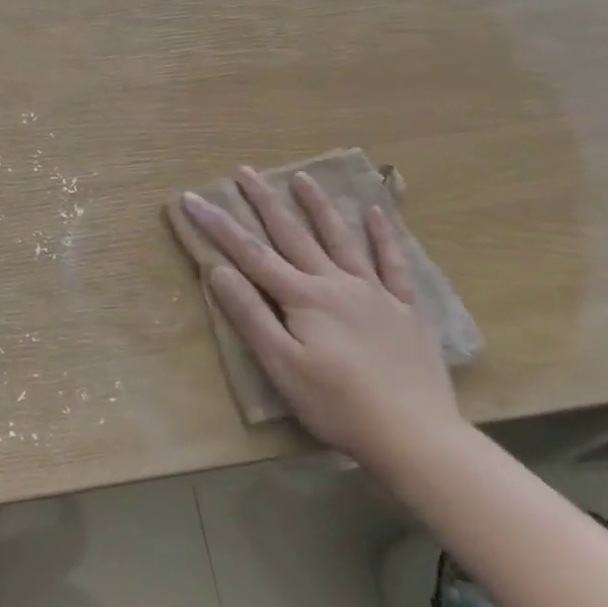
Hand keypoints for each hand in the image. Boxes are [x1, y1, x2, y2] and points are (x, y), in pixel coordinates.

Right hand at [184, 169, 462, 470]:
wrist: (415, 435)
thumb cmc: (336, 404)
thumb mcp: (281, 365)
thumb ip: (250, 315)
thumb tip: (219, 270)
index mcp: (302, 298)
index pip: (249, 253)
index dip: (218, 224)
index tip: (193, 197)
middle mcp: (336, 283)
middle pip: (293, 234)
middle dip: (265, 201)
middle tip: (245, 171)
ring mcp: (374, 293)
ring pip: (341, 238)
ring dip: (319, 206)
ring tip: (302, 176)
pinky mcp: (405, 309)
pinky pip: (393, 264)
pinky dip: (384, 236)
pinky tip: (377, 213)